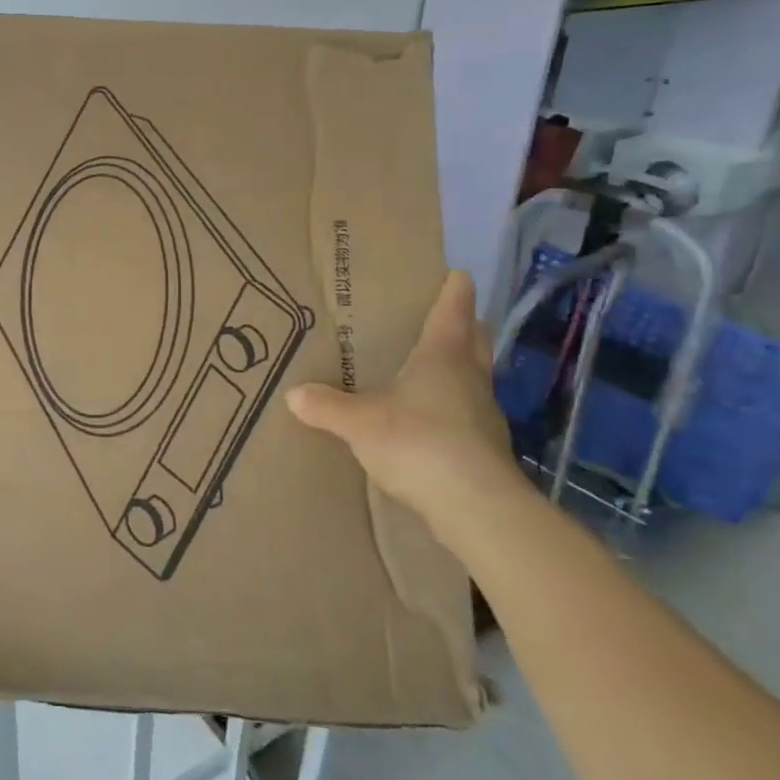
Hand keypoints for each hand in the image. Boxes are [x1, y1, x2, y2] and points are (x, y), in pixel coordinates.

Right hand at [286, 269, 519, 539]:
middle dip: (464, 327)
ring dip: (460, 369)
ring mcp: (483, 415)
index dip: (454, 290)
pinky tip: (432, 422)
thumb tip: (294, 394)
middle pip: (474, 341)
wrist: (476, 506)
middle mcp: (470, 378)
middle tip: (445, 318)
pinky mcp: (486, 449)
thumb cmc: (418, 442)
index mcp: (442, 357)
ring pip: (474, 378)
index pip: (453, 311)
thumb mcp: (360, 423)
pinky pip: (468, 415)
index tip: (456, 273)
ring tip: (432, 369)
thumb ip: (327, 407)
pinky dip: (453, 409)